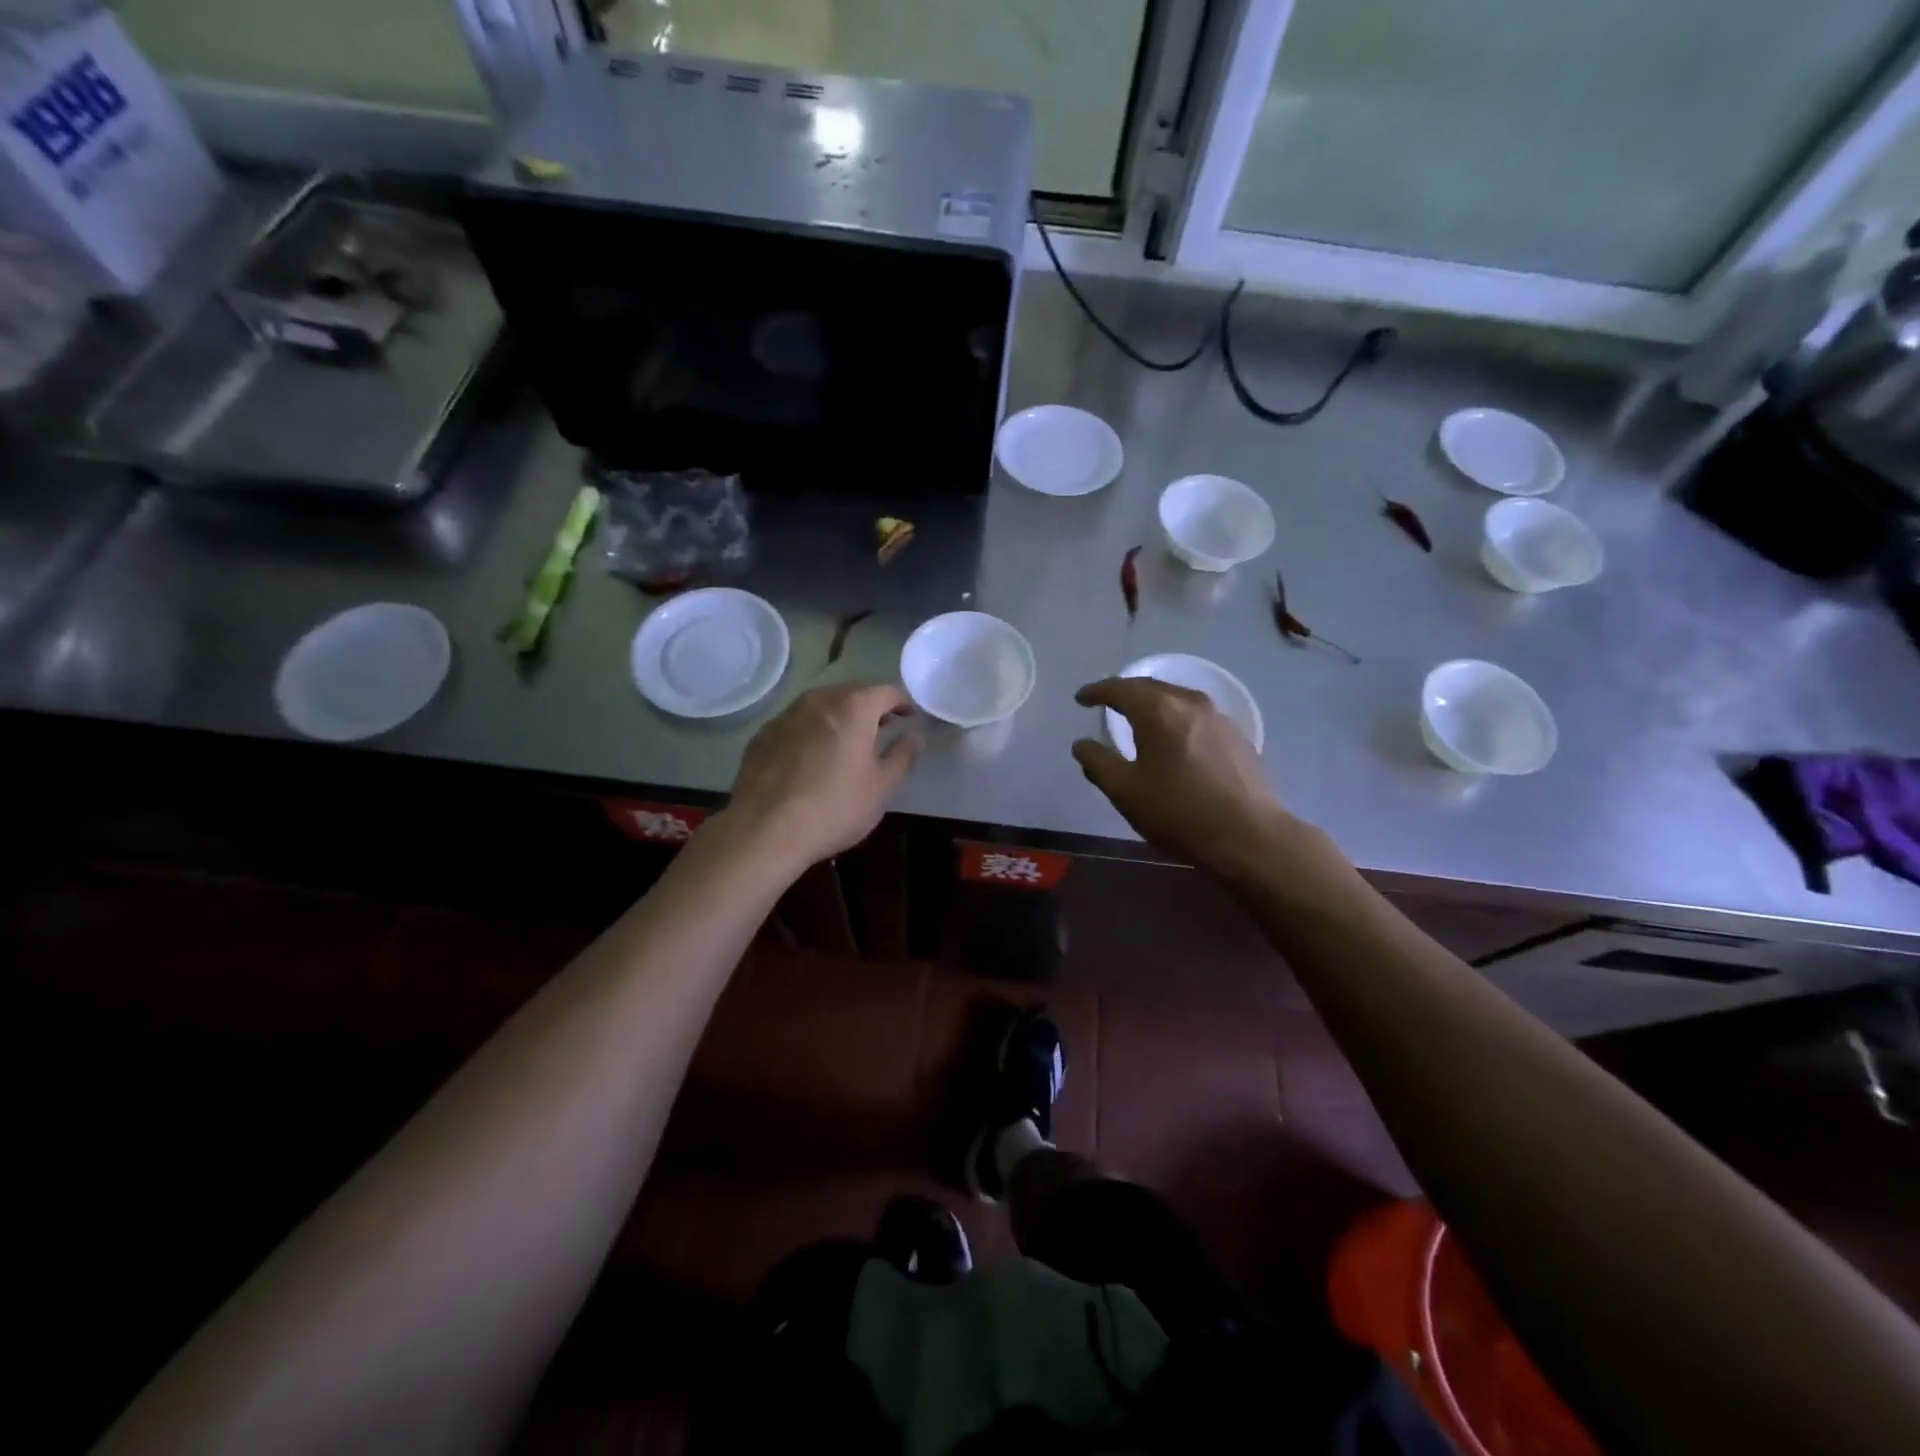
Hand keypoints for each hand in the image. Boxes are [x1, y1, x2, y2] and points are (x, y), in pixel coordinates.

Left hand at [724, 683, 919, 870]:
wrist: (764, 831)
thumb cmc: (834, 808)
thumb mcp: (881, 788)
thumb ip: (902, 756)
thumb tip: (914, 736)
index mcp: (852, 708)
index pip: (885, 691)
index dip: (902, 702)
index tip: (910, 717)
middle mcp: (817, 701)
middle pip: (851, 692)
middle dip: (870, 706)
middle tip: (882, 727)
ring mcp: (785, 716)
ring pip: (820, 705)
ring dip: (839, 716)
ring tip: (847, 741)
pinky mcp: (762, 735)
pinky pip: (796, 723)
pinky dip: (811, 731)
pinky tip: (811, 757)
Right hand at [1071, 678, 1297, 878]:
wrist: (1249, 836)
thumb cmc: (1178, 812)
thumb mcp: (1125, 791)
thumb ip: (1098, 763)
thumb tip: (1082, 745)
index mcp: (1158, 711)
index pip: (1120, 689)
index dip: (1096, 691)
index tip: (1081, 699)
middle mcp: (1189, 702)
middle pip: (1150, 687)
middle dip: (1124, 692)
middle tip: (1106, 703)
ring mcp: (1218, 717)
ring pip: (1176, 698)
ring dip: (1153, 702)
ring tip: (1138, 717)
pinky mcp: (1237, 735)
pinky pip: (1196, 714)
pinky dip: (1175, 717)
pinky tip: (1174, 737)